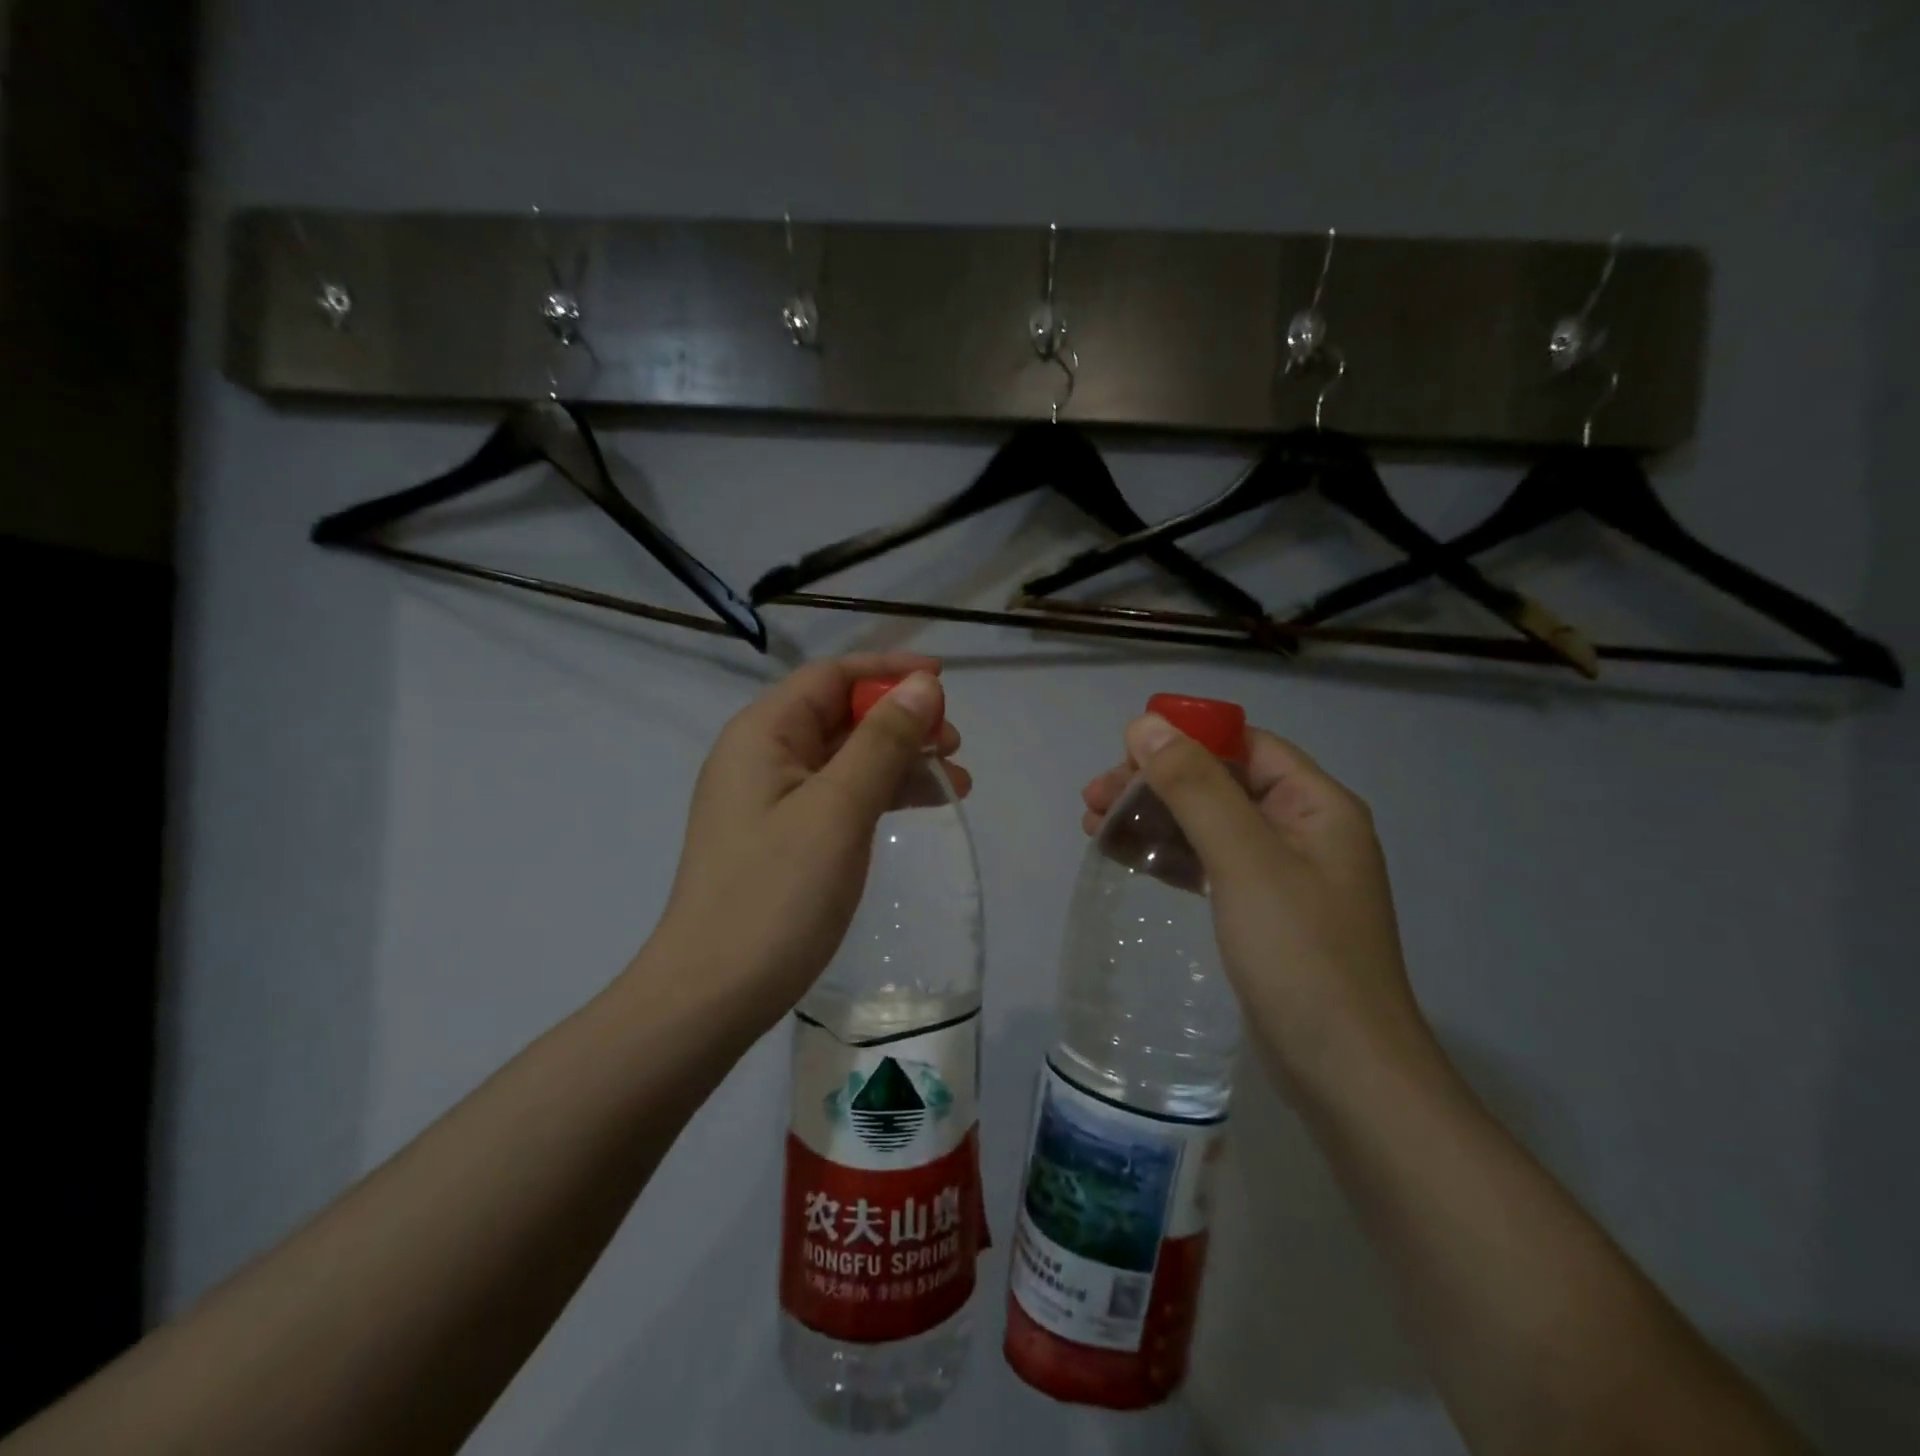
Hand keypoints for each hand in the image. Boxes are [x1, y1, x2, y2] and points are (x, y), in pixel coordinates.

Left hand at [649, 654, 967, 1032]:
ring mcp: (770, 799)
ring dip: (899, 759)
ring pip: (846, 757)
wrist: (712, 995)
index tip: (944, 681)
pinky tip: (922, 804)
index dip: (889, 671)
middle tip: (954, 745)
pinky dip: (882, 793)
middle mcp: (762, 755)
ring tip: (956, 780)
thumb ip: (882, 742)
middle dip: (901, 720)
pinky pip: (840, 795)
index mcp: (763, 734)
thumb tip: (922, 685)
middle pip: (841, 715)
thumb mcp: (838, 810)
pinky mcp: (783, 836)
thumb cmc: (776, 894)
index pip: (832, 677)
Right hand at [1081, 715, 1430, 1091]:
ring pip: (1207, 825)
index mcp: (1316, 805)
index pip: (1244, 746)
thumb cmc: (1301, 957)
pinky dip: (1168, 856)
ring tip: (1092, 826)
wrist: (1345, 1075)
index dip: (1183, 740)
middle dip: (1155, 784)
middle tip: (1092, 799)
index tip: (1123, 754)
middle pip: (1219, 783)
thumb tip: (1146, 724)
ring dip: (1153, 818)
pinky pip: (1208, 865)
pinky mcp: (1261, 912)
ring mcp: (1282, 875)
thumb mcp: (1245, 860)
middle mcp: (1303, 830)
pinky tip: (1127, 857)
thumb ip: (1196, 788)